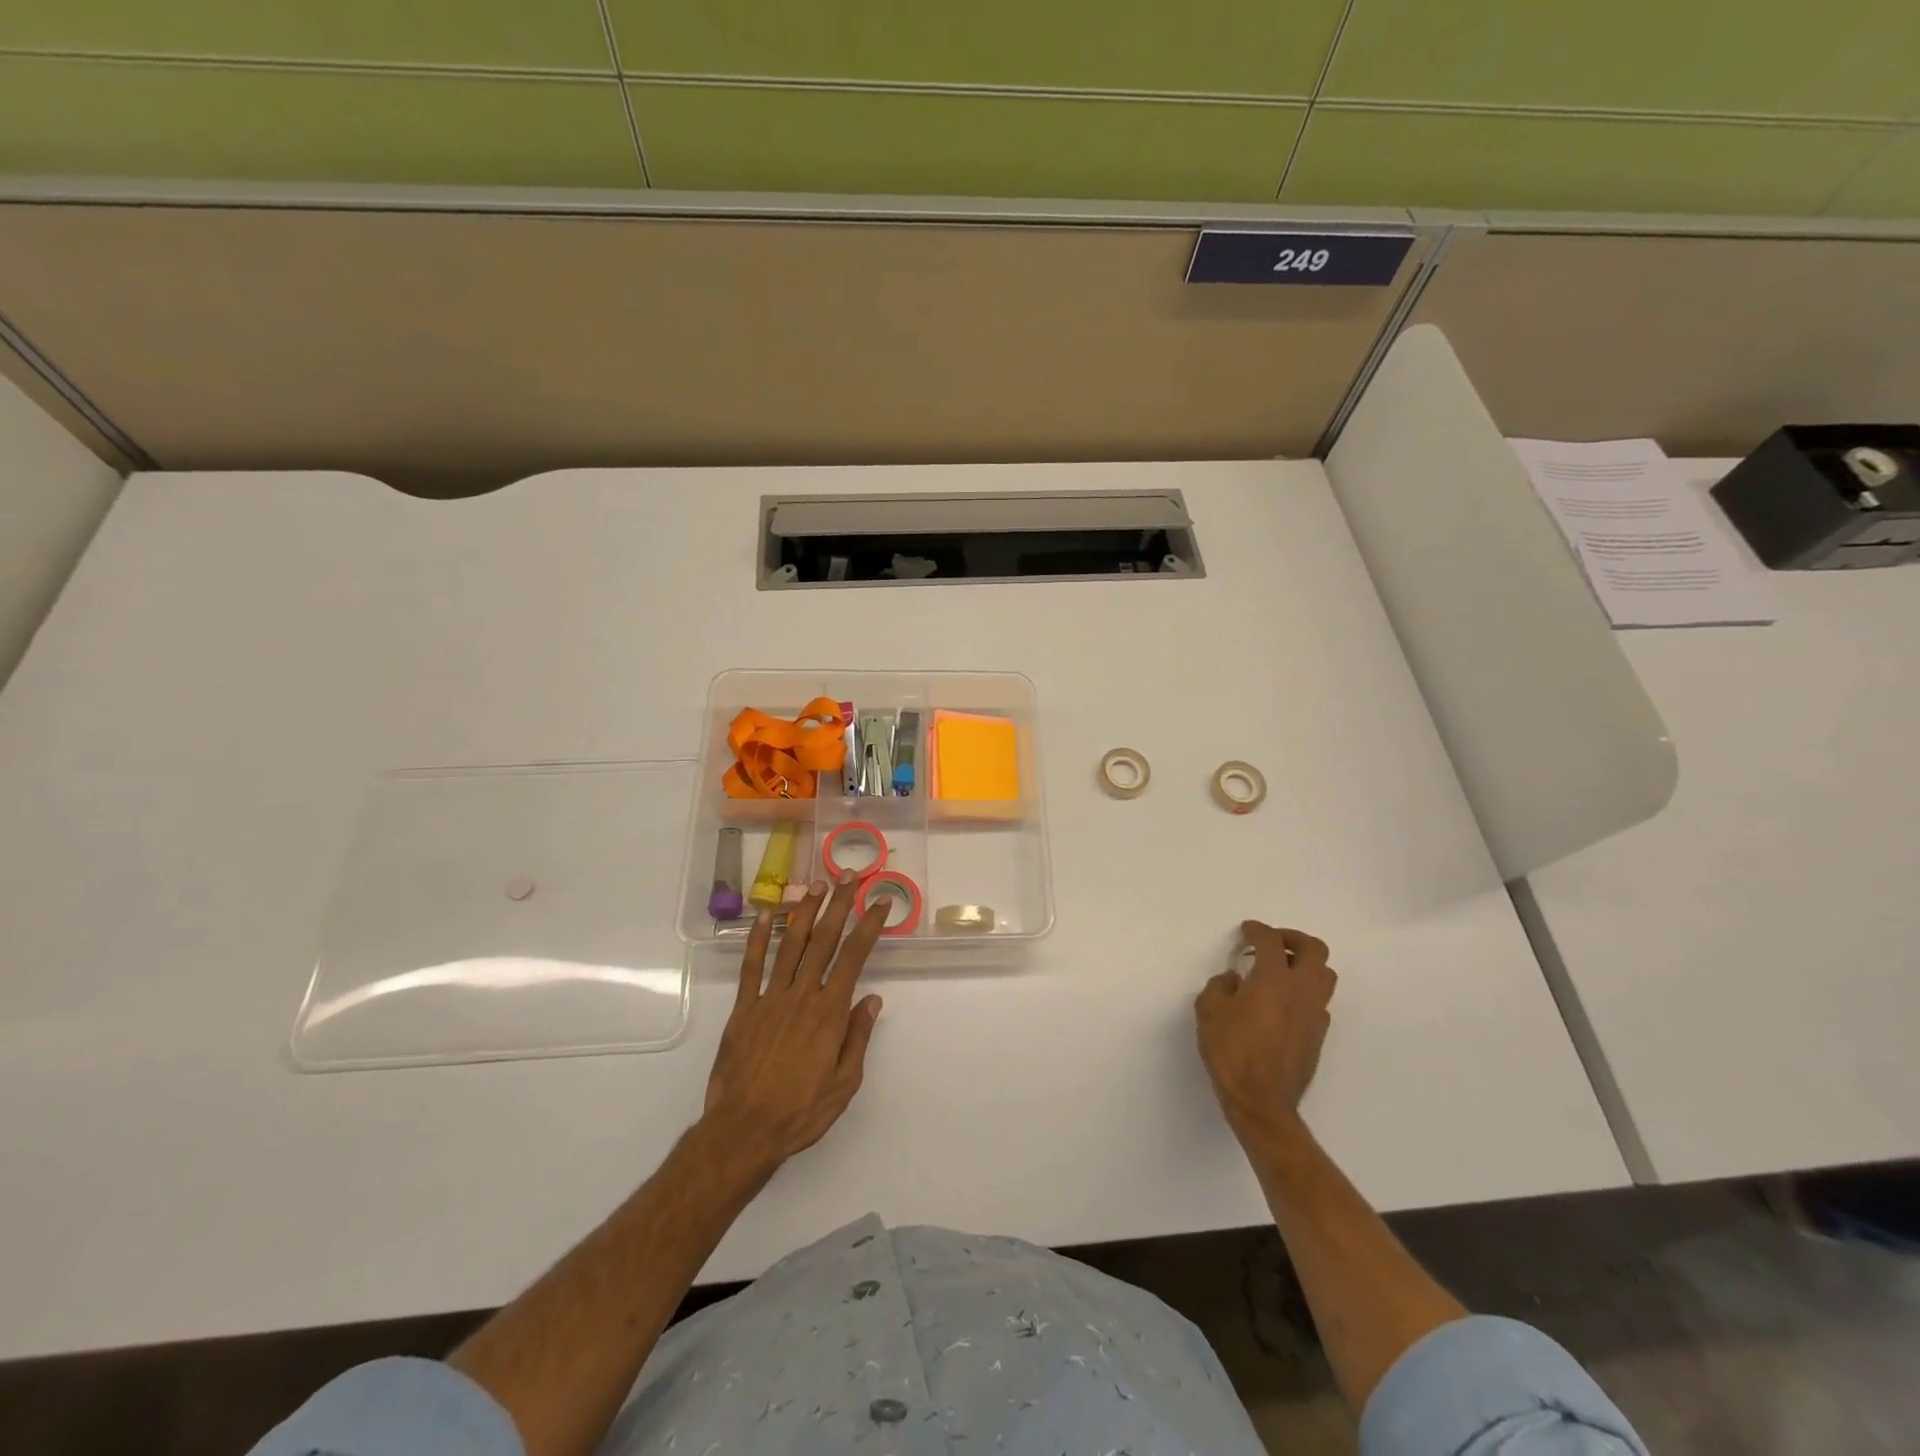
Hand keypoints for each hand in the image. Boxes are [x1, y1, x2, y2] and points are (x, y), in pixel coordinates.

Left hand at [701, 876, 885, 1175]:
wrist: (743, 1131)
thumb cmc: (801, 1111)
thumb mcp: (844, 1083)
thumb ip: (857, 1037)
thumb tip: (872, 999)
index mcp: (829, 1012)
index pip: (854, 957)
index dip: (868, 926)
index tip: (879, 903)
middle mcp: (802, 995)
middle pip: (824, 940)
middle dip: (838, 905)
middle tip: (848, 877)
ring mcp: (769, 999)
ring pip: (790, 945)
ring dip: (804, 912)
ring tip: (815, 885)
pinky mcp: (744, 1009)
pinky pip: (751, 967)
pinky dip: (758, 939)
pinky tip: (765, 916)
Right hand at [1196, 922, 1336, 1136]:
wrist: (1261, 1101)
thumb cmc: (1231, 1051)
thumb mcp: (1209, 1011)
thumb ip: (1220, 987)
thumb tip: (1234, 980)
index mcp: (1274, 979)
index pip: (1271, 941)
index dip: (1257, 930)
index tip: (1246, 931)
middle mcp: (1301, 991)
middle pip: (1315, 950)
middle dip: (1293, 939)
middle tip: (1272, 943)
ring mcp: (1315, 1014)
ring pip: (1325, 975)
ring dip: (1305, 964)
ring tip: (1280, 970)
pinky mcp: (1319, 1035)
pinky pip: (1320, 1001)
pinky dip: (1305, 991)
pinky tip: (1283, 1002)